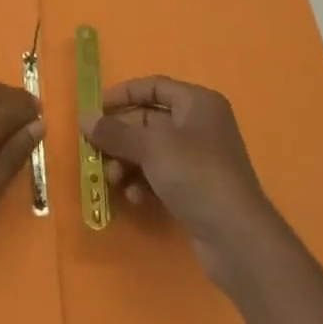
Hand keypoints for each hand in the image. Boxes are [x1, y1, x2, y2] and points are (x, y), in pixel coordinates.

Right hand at [88, 76, 279, 287]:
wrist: (237, 237)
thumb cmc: (195, 174)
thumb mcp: (151, 147)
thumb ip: (115, 131)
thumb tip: (85, 118)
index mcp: (197, 103)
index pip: (153, 86)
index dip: (122, 95)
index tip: (95, 111)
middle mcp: (200, 125)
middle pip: (149, 120)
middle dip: (121, 137)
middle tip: (96, 152)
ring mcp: (199, 159)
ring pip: (151, 151)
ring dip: (128, 163)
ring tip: (114, 180)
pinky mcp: (196, 188)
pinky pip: (160, 175)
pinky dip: (143, 182)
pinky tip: (135, 198)